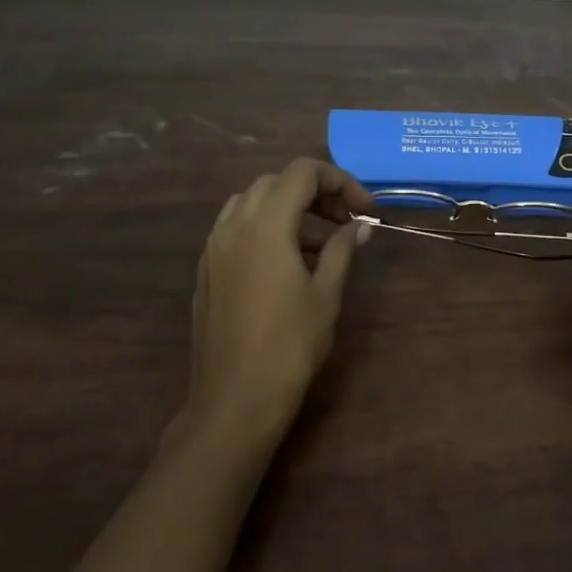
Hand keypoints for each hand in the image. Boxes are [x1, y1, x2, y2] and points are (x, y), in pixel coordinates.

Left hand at [187, 158, 374, 450]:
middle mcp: (233, 226)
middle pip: (276, 182)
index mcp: (266, 225)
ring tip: (318, 242)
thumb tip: (359, 225)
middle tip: (345, 222)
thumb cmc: (290, 345)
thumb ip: (342, 250)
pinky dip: (265, 228)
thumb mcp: (326, 294)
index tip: (364, 209)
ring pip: (252, 202)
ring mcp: (214, 247)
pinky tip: (286, 262)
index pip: (302, 173)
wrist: (236, 398)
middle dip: (315, 193)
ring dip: (288, 209)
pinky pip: (236, 228)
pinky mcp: (206, 270)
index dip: (339, 181)